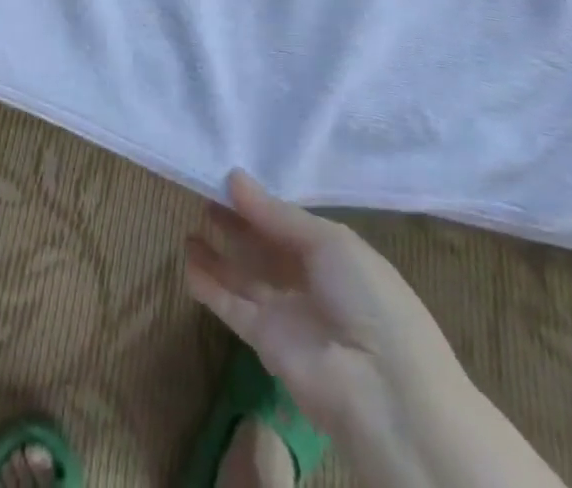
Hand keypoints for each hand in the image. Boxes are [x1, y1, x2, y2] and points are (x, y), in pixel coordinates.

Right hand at [186, 171, 466, 441]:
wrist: (383, 394)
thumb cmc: (368, 301)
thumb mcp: (330, 242)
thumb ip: (276, 213)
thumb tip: (233, 177)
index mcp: (337, 257)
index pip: (290, 224)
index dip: (260, 203)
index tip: (225, 177)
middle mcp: (311, 284)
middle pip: (265, 248)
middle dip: (236, 224)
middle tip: (202, 194)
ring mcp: (288, 315)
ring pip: (245, 277)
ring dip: (219, 255)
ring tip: (189, 227)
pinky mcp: (265, 343)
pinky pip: (232, 307)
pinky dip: (210, 286)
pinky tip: (188, 262)